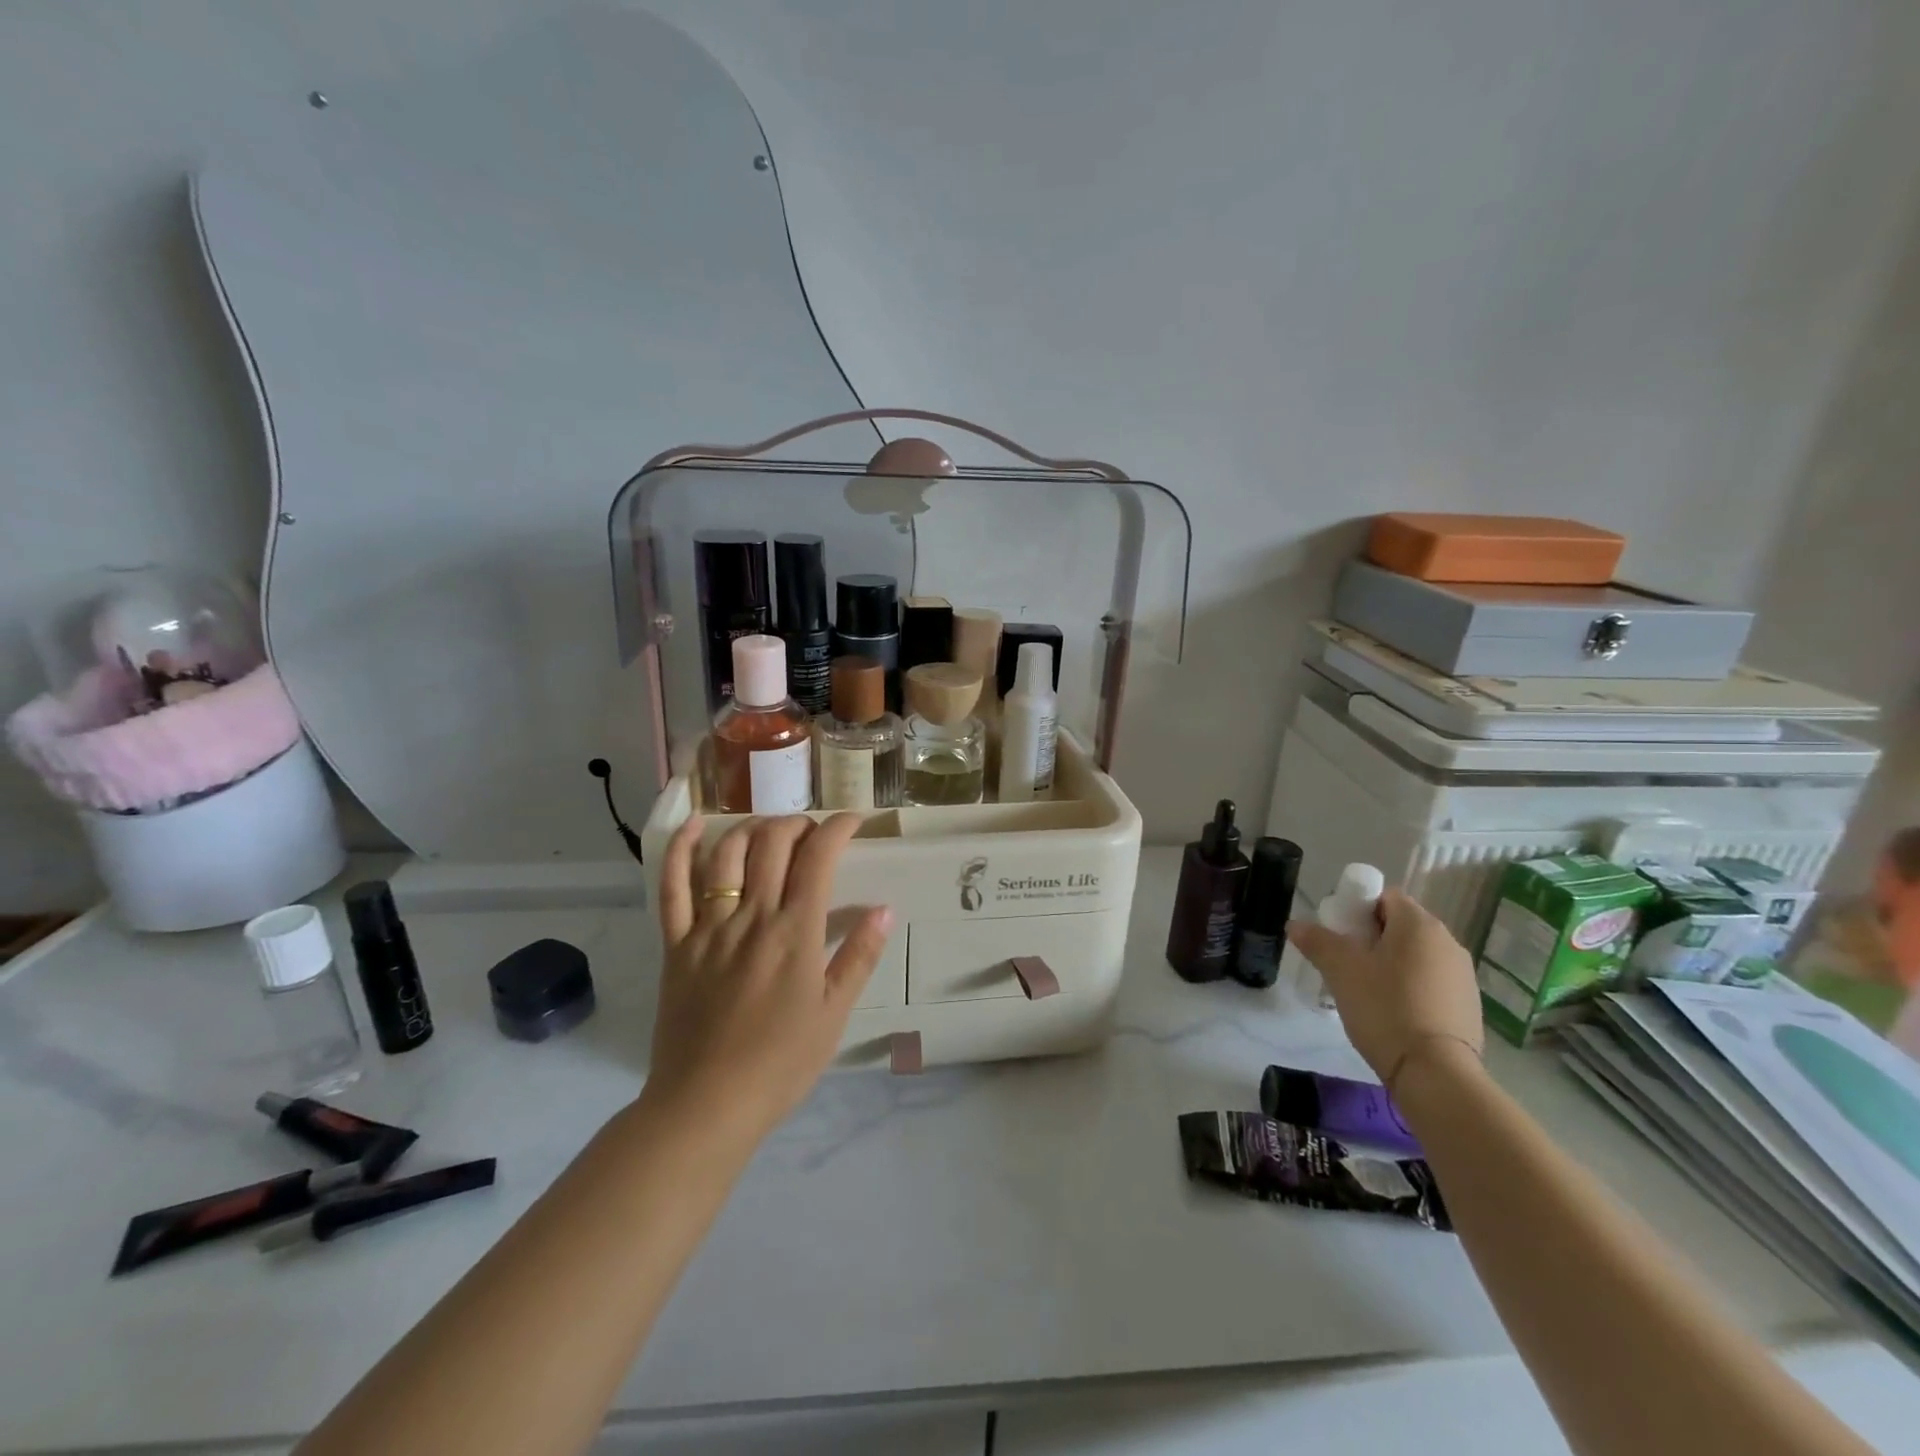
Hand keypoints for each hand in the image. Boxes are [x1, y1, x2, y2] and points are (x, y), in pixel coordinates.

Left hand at [645, 813, 892, 1139]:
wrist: (706, 1104)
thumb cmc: (780, 1064)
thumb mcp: (834, 1014)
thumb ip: (859, 957)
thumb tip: (883, 909)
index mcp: (796, 933)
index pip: (818, 858)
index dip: (837, 828)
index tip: (852, 821)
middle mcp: (752, 917)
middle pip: (773, 843)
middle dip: (797, 824)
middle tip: (812, 833)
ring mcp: (708, 927)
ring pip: (727, 854)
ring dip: (752, 828)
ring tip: (770, 830)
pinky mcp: (676, 944)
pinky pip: (672, 887)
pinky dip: (680, 849)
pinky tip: (694, 825)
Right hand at [1286, 888, 1483, 1091]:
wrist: (1435, 1074)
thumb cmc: (1385, 1008)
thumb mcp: (1340, 971)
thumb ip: (1317, 941)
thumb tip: (1296, 924)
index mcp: (1419, 924)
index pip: (1385, 896)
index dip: (1357, 908)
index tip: (1340, 934)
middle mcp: (1448, 942)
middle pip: (1401, 925)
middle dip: (1371, 937)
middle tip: (1346, 963)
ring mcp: (1463, 975)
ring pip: (1416, 955)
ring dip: (1391, 964)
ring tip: (1366, 991)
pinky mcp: (1469, 1005)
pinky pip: (1431, 982)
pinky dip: (1410, 988)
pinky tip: (1393, 1013)